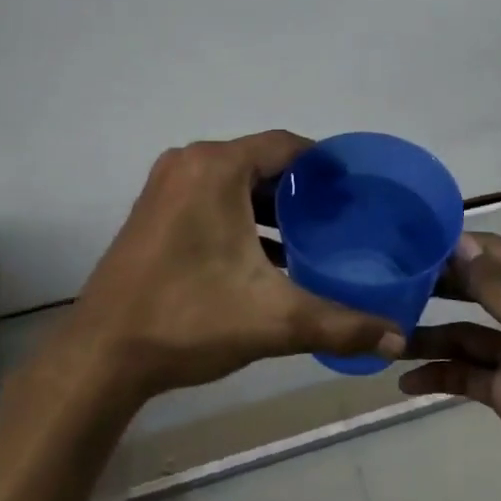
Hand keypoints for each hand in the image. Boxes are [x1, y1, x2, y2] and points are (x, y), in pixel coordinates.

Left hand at [61, 131, 404, 405]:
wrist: (102, 355)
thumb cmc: (189, 319)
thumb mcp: (274, 320)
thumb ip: (341, 324)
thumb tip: (398, 338)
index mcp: (216, 168)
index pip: (286, 145)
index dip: (326, 164)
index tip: (358, 188)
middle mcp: (188, 164)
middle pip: (260, 163)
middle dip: (301, 189)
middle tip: (342, 216)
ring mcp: (164, 187)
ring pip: (234, 184)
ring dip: (271, 207)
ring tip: (313, 236)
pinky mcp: (152, 213)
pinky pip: (209, 199)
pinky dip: (240, 218)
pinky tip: (267, 256)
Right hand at [399, 233, 500, 500]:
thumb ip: (500, 286)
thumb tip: (458, 241)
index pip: (495, 253)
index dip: (452, 248)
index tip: (403, 246)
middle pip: (476, 290)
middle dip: (434, 290)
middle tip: (384, 287)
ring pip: (465, 335)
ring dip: (429, 337)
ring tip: (386, 341)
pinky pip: (467, 374)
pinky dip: (439, 375)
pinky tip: (407, 383)